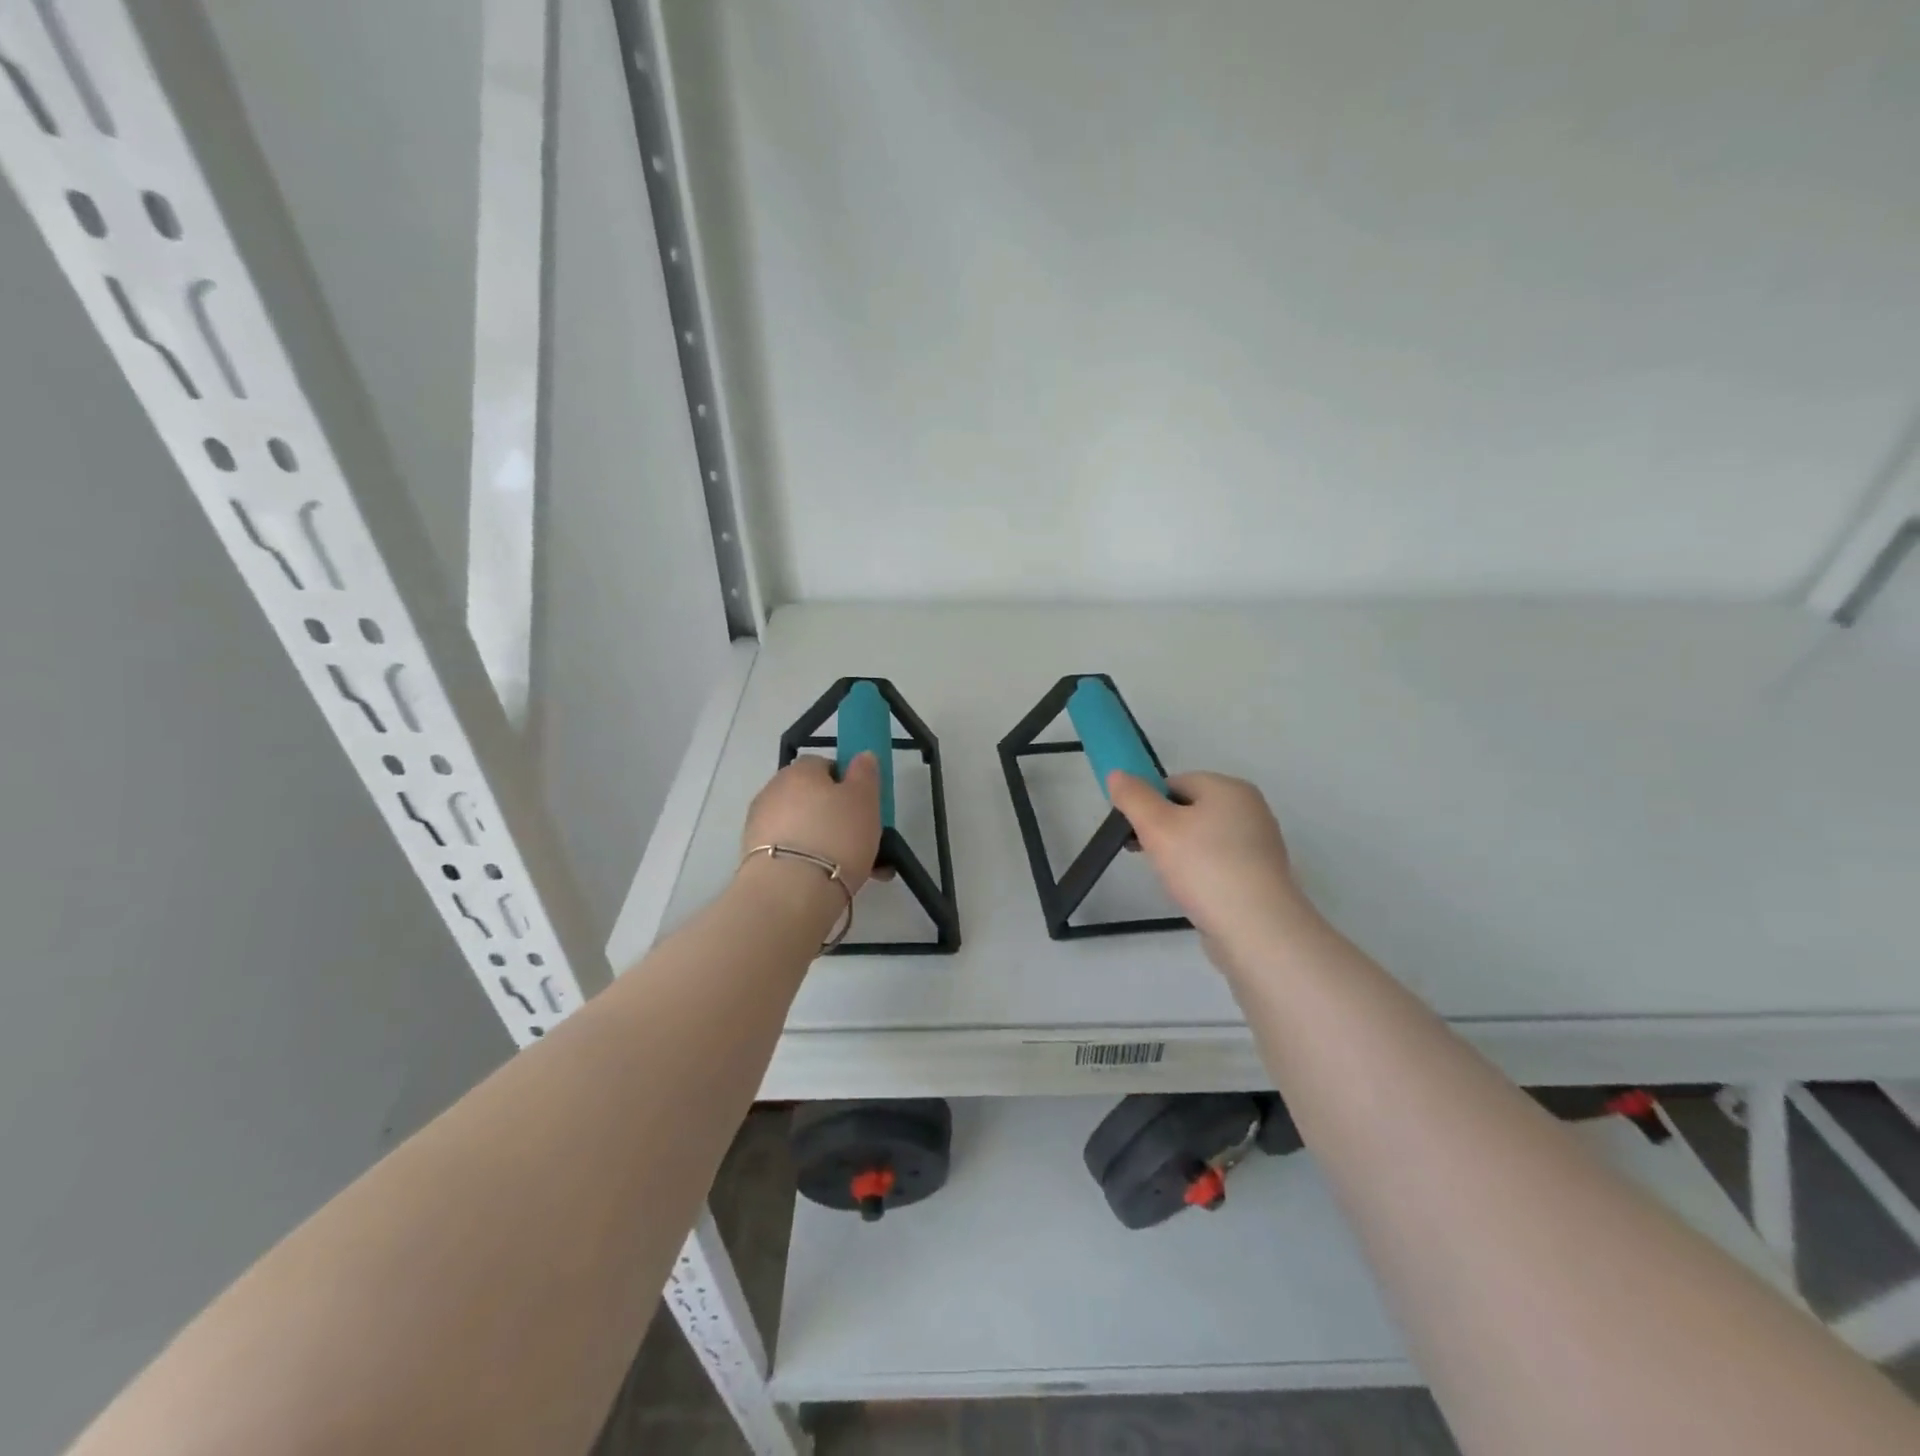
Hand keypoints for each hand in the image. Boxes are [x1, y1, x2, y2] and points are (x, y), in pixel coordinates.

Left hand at [739, 754, 884, 894]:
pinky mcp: (755, 858)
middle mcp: (774, 792)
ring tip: (856, 869)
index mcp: (800, 771)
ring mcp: (760, 826)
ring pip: (804, 829)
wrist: (790, 893)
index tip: (863, 805)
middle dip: (837, 816)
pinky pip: (793, 853)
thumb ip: (865, 773)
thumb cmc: (836, 836)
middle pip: (812, 798)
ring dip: (826, 842)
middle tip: (864, 839)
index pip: (824, 765)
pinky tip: (832, 882)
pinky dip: (811, 862)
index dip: (846, 783)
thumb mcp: (864, 799)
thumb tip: (861, 755)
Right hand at [1107, 770, 1306, 947]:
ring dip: (1181, 854)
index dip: (1148, 804)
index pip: (1175, 783)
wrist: (1256, 929)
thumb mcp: (1157, 826)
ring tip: (1171, 879)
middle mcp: (1250, 809)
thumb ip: (1133, 796)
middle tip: (1147, 855)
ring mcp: (1260, 844)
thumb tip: (1116, 773)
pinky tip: (1194, 893)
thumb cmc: (1204, 867)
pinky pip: (1220, 863)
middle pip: (1191, 810)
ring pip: (1204, 839)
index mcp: (1229, 788)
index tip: (1134, 831)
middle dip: (1164, 830)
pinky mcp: (1261, 876)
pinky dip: (1202, 873)